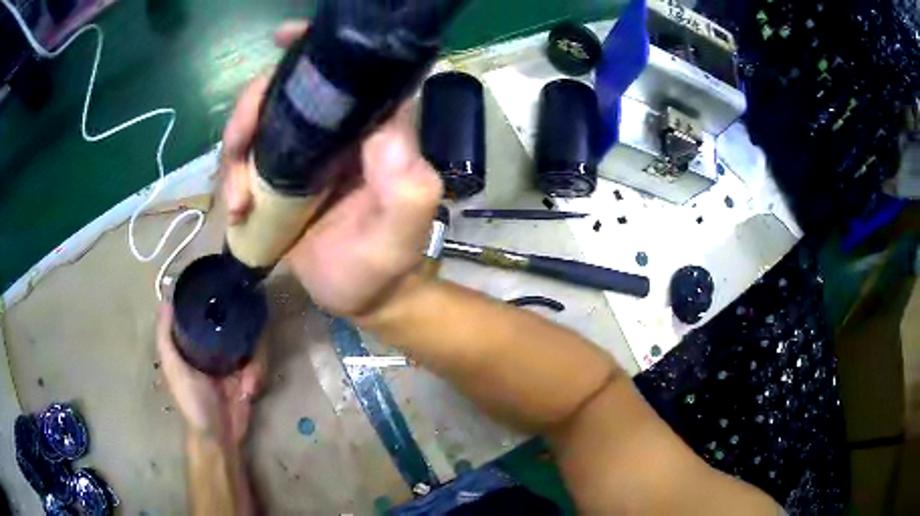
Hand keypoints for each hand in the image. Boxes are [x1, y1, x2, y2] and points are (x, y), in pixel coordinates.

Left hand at [156, 305, 264, 444]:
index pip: (203, 314)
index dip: (209, 300)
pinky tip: (249, 386)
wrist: (219, 434)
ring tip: (247, 377)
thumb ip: (166, 337)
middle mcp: (213, 348)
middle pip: (230, 324)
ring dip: (251, 357)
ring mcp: (233, 361)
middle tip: (246, 328)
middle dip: (240, 327)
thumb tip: (165, 300)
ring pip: (248, 341)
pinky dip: (257, 372)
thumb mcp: (174, 368)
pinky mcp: (249, 374)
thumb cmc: (192, 401)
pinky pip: (258, 362)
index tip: (221, 285)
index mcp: (193, 344)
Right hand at [222, 20, 442, 317]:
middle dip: (252, 108)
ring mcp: (305, 153)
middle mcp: (338, 131)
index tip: (283, 37)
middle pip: (287, 90)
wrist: (364, 296)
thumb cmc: (386, 262)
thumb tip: (382, 128)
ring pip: (259, 123)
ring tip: (238, 200)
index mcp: (374, 128)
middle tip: (237, 146)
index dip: (313, 49)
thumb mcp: (402, 228)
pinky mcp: (281, 178)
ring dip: (235, 151)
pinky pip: (248, 160)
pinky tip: (236, 209)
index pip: (348, 72)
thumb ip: (405, 183)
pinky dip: (232, 177)